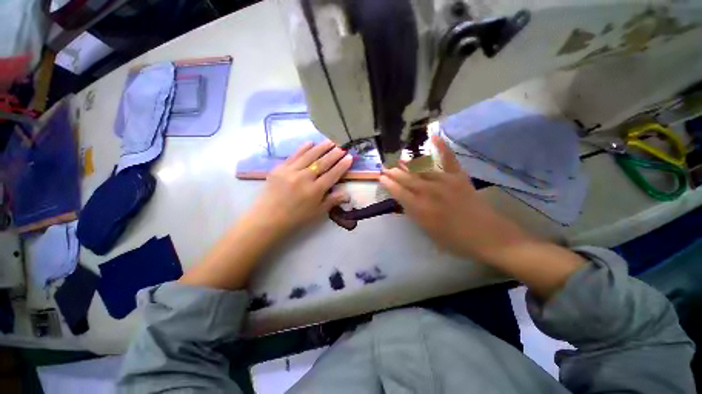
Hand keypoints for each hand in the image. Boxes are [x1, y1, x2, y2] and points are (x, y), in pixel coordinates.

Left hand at [247, 140, 352, 235]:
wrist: (268, 218)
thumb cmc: (296, 217)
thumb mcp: (317, 212)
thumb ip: (332, 201)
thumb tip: (348, 194)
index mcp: (315, 190)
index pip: (332, 174)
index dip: (342, 165)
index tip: (349, 156)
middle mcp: (304, 178)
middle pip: (322, 163)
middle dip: (334, 154)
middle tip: (342, 146)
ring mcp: (291, 171)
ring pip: (309, 156)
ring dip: (321, 147)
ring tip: (330, 141)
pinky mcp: (280, 168)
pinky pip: (294, 155)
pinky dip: (303, 148)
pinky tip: (310, 142)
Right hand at [379, 135, 530, 260]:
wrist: (487, 236)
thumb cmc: (455, 239)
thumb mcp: (428, 231)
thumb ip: (414, 214)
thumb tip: (404, 201)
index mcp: (420, 208)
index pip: (398, 192)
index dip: (388, 184)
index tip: (381, 178)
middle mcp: (429, 192)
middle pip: (406, 179)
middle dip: (393, 173)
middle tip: (385, 167)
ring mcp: (444, 181)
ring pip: (421, 169)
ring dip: (408, 164)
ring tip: (399, 160)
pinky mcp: (458, 176)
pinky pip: (448, 158)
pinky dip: (441, 146)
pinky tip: (433, 136)